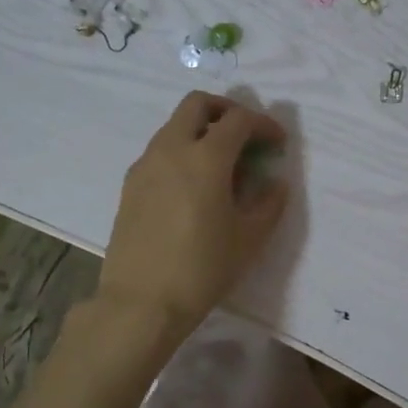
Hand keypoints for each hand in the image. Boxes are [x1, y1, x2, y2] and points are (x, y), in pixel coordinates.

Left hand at [100, 92, 289, 337]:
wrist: (141, 303)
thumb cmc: (202, 269)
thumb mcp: (249, 239)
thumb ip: (268, 203)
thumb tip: (274, 182)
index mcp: (205, 157)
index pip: (238, 120)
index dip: (263, 124)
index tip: (278, 143)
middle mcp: (171, 149)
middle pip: (197, 104)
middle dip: (226, 110)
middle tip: (246, 136)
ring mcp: (145, 166)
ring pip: (174, 127)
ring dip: (201, 131)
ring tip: (222, 166)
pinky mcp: (129, 186)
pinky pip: (160, 152)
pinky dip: (182, 153)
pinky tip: (194, 188)